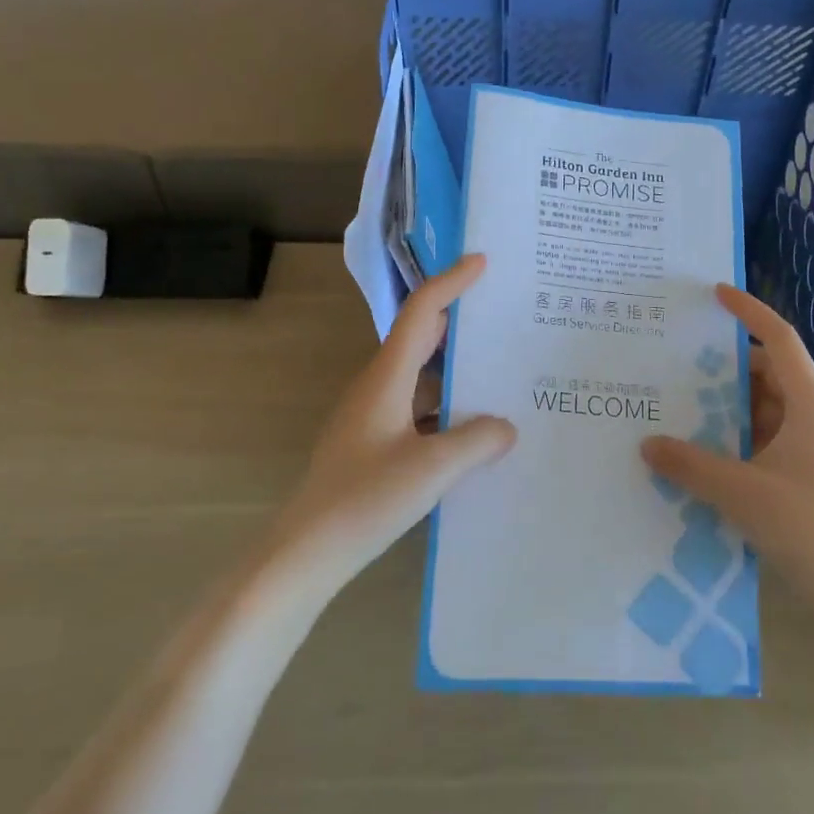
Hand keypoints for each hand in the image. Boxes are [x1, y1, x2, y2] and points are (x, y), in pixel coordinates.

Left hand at [261, 254, 516, 601]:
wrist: (307, 550)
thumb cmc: (364, 500)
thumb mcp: (431, 470)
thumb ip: (476, 442)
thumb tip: (506, 426)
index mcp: (387, 378)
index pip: (422, 313)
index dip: (451, 283)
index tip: (482, 263)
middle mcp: (377, 387)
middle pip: (421, 338)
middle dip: (459, 321)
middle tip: (502, 315)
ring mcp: (373, 416)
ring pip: (421, 377)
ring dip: (456, 370)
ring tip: (500, 373)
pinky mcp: (373, 442)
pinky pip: (418, 409)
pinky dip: (446, 408)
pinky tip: (473, 431)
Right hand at [641, 284, 813, 615]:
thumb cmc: (811, 528)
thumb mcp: (742, 493)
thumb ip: (691, 466)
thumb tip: (647, 444)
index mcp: (810, 405)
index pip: (779, 340)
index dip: (748, 312)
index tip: (714, 294)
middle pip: (767, 373)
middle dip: (724, 367)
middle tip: (676, 363)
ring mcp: (813, 448)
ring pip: (764, 409)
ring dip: (727, 406)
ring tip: (679, 406)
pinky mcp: (806, 475)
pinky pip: (764, 439)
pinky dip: (735, 437)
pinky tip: (702, 453)